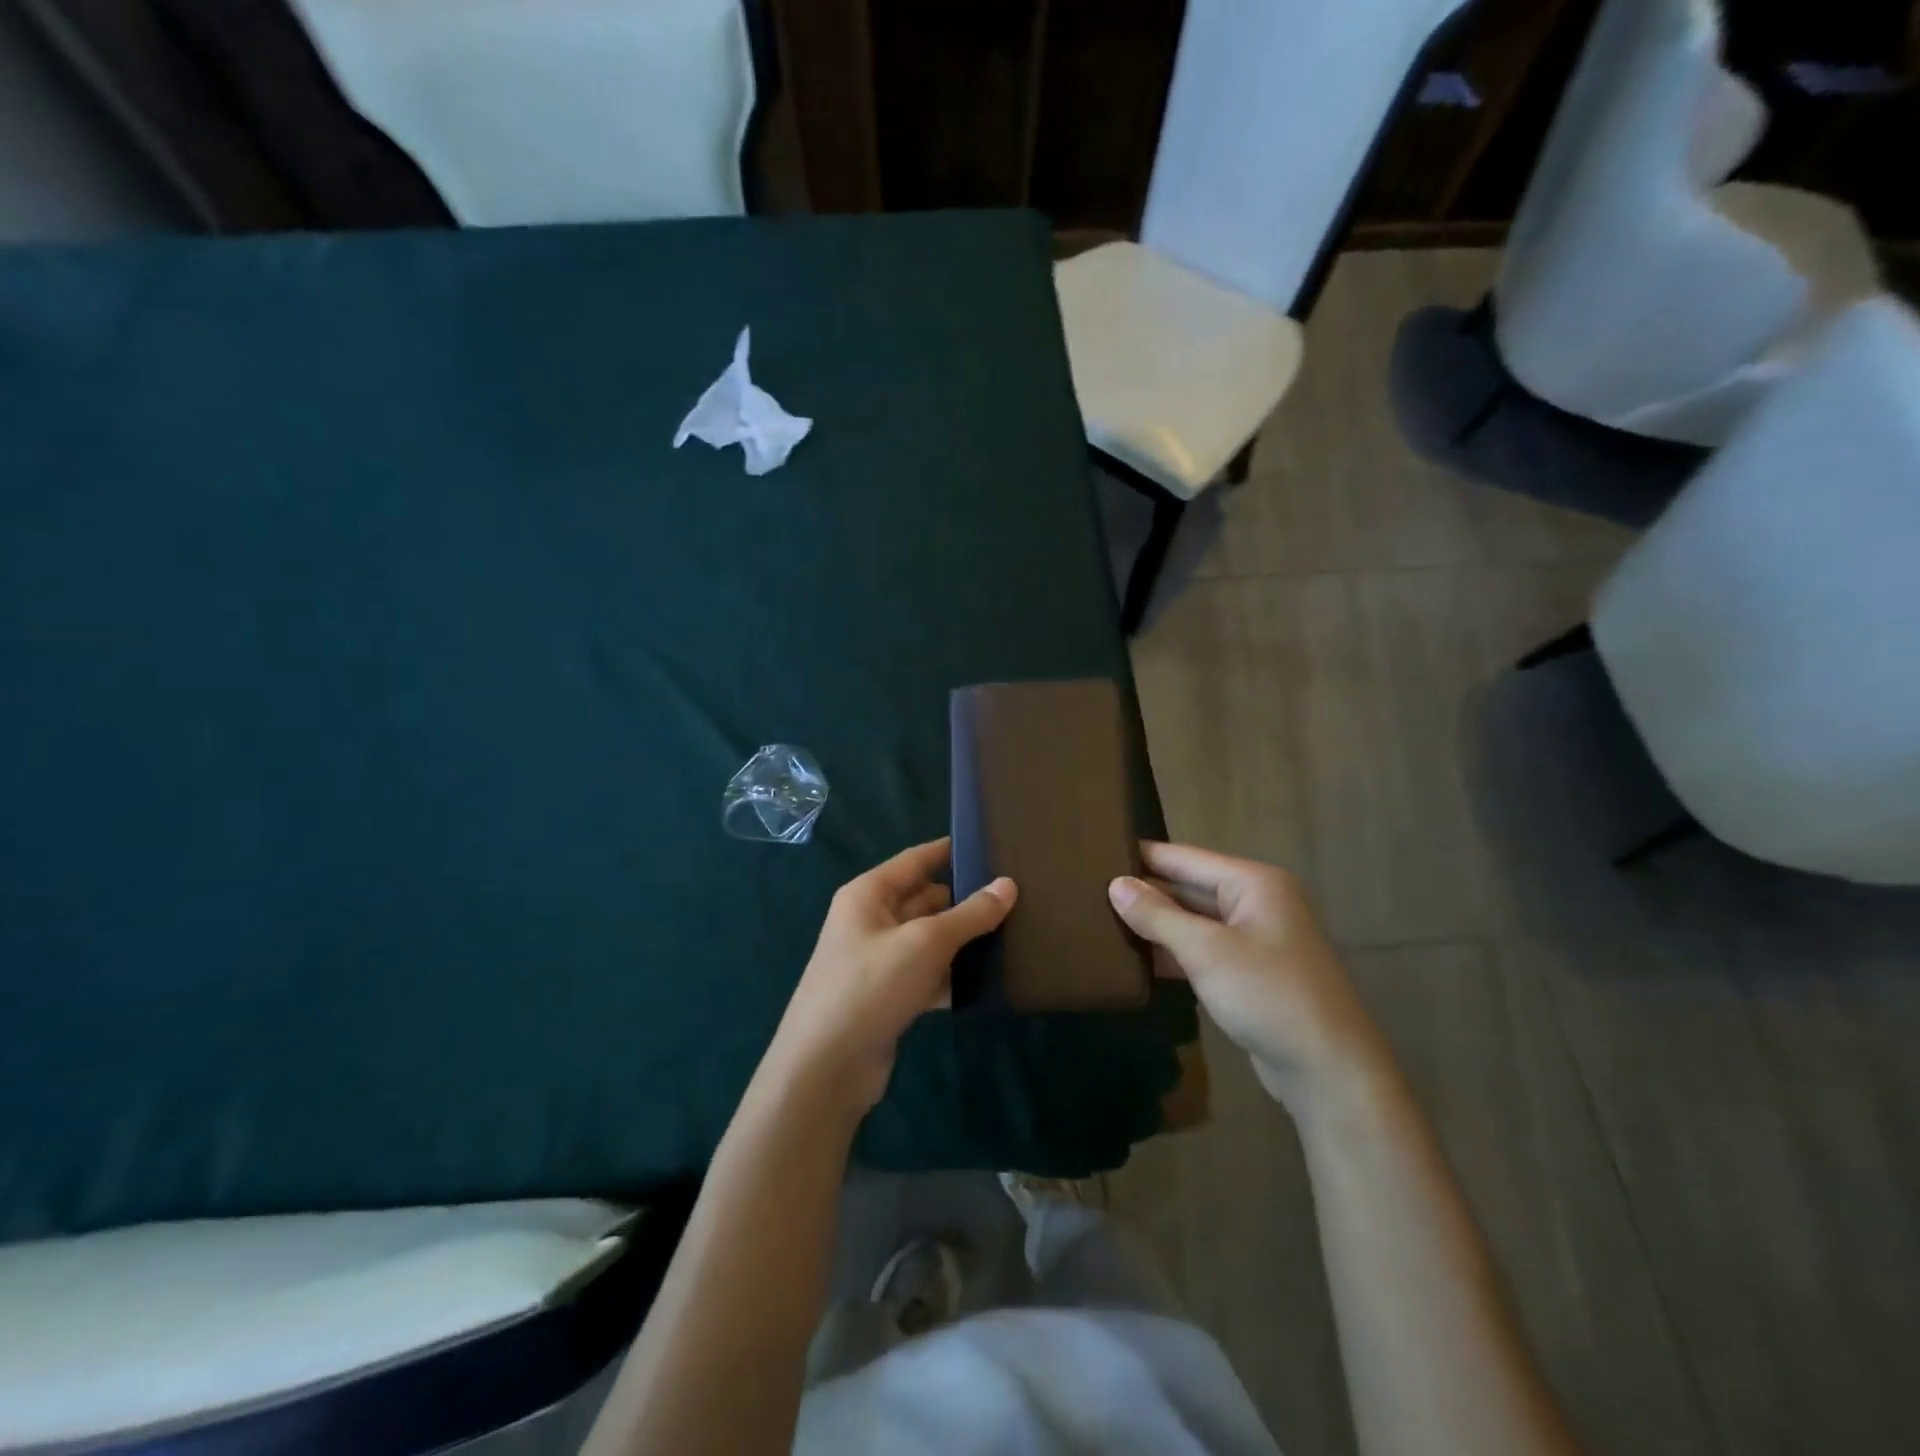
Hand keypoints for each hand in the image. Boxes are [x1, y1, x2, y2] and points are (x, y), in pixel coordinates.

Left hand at [765, 837, 1015, 1117]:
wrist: (826, 1068)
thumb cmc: (871, 986)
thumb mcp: (925, 943)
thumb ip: (970, 914)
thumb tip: (1008, 885)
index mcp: (868, 894)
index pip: (916, 860)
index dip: (951, 850)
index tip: (991, 845)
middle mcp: (871, 920)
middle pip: (926, 900)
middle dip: (965, 899)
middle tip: (1017, 897)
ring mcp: (879, 961)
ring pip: (930, 940)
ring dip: (963, 941)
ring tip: (1015, 935)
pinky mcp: (889, 996)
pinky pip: (928, 974)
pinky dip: (953, 976)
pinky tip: (990, 982)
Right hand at [1109, 843, 1386, 1111]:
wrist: (1330, 1071)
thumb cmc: (1268, 995)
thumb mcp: (1206, 951)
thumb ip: (1157, 915)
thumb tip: (1115, 885)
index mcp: (1252, 883)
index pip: (1183, 858)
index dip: (1141, 856)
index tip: (1094, 853)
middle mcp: (1255, 902)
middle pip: (1188, 888)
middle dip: (1144, 893)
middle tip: (1089, 892)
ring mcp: (1254, 940)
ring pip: (1193, 922)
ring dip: (1155, 926)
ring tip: (1101, 921)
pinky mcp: (1249, 974)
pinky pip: (1203, 951)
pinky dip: (1173, 953)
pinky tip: (1135, 959)